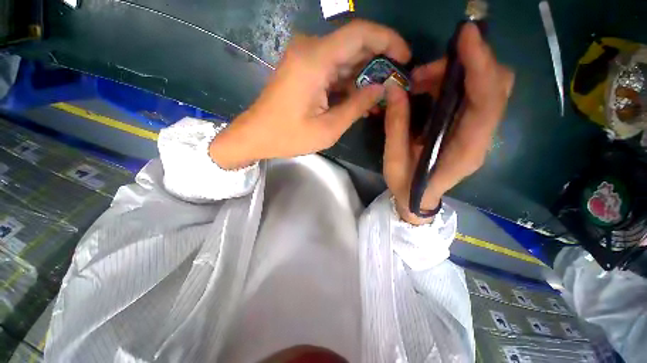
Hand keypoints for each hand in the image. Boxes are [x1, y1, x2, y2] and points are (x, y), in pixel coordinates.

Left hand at [210, 20, 410, 168]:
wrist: (256, 135)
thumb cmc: (289, 136)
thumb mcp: (328, 129)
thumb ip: (357, 106)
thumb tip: (382, 88)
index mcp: (315, 60)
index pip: (360, 33)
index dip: (388, 40)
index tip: (404, 58)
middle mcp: (310, 49)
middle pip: (354, 43)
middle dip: (378, 61)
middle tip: (394, 83)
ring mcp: (304, 57)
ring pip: (344, 57)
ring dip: (363, 75)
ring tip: (379, 96)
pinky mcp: (303, 68)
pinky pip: (332, 68)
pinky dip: (348, 81)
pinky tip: (359, 97)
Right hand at [384, 23, 513, 224]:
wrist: (417, 199)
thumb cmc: (406, 186)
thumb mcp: (394, 159)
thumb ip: (396, 125)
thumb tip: (393, 88)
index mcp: (465, 150)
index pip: (487, 101)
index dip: (480, 65)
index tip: (465, 37)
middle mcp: (480, 137)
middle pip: (494, 86)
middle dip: (462, 66)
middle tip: (421, 73)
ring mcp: (478, 132)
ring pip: (485, 87)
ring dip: (454, 74)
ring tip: (418, 82)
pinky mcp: (470, 129)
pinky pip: (472, 95)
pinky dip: (452, 83)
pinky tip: (427, 89)